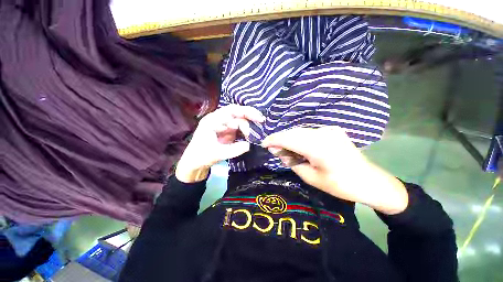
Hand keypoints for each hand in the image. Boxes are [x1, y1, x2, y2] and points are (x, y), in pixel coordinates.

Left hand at [175, 105, 264, 182]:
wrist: (195, 163)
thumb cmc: (201, 157)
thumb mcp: (217, 154)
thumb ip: (233, 150)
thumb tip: (249, 145)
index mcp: (212, 120)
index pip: (231, 111)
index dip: (246, 112)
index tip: (259, 118)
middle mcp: (218, 120)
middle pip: (237, 114)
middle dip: (250, 117)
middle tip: (261, 122)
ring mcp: (224, 126)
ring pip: (239, 121)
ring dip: (248, 126)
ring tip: (254, 135)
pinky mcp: (227, 132)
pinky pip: (239, 129)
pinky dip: (246, 132)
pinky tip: (251, 136)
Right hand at [262, 126, 407, 214]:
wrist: (369, 181)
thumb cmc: (340, 185)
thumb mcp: (310, 177)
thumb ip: (292, 161)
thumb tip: (278, 151)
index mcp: (319, 147)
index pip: (289, 138)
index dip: (274, 139)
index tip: (263, 144)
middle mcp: (323, 133)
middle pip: (293, 132)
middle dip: (280, 139)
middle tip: (272, 148)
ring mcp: (329, 130)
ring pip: (300, 131)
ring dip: (289, 138)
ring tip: (283, 149)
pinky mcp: (332, 130)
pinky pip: (309, 132)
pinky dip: (299, 138)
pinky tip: (297, 146)